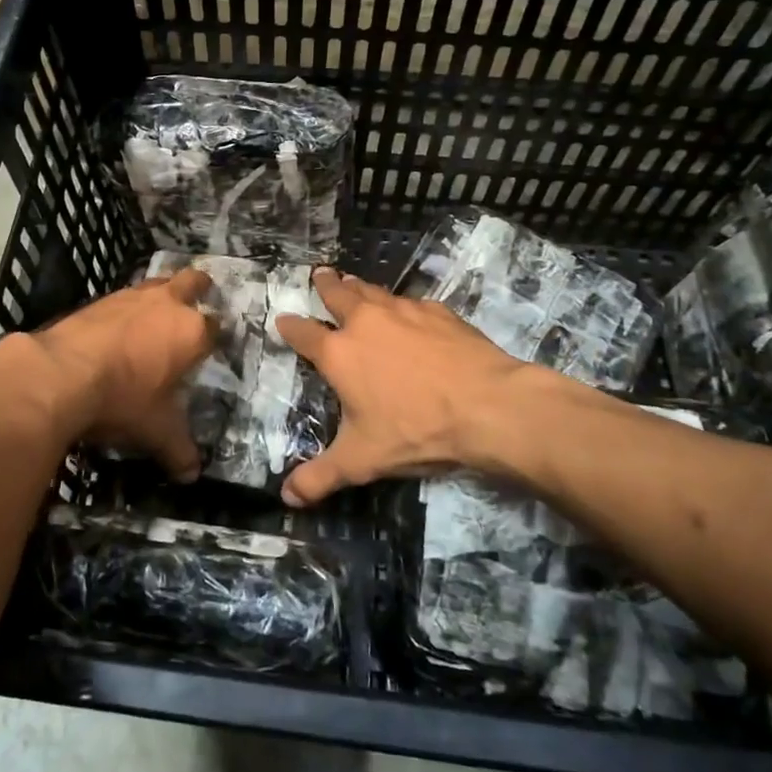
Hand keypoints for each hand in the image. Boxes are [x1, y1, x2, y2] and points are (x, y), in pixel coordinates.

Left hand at [28, 267, 214, 480]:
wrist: (60, 373)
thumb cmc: (122, 399)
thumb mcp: (155, 431)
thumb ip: (177, 449)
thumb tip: (191, 475)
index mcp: (191, 332)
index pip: (215, 328)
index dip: (215, 337)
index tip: (212, 347)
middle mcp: (166, 304)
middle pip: (192, 282)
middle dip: (198, 288)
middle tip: (198, 300)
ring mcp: (130, 296)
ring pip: (156, 283)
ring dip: (160, 295)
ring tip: (156, 315)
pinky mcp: (99, 300)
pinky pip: (123, 297)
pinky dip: (126, 309)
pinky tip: (118, 328)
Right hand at [275, 269, 588, 504]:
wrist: (488, 406)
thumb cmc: (415, 431)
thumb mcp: (362, 461)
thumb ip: (321, 477)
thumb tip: (286, 497)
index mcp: (339, 353)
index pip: (303, 333)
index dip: (290, 327)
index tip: (282, 320)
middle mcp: (366, 322)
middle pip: (338, 294)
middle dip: (325, 284)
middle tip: (320, 274)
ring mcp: (404, 312)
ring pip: (374, 291)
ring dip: (360, 287)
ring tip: (353, 282)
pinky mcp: (438, 312)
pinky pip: (411, 302)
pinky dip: (401, 305)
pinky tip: (409, 311)